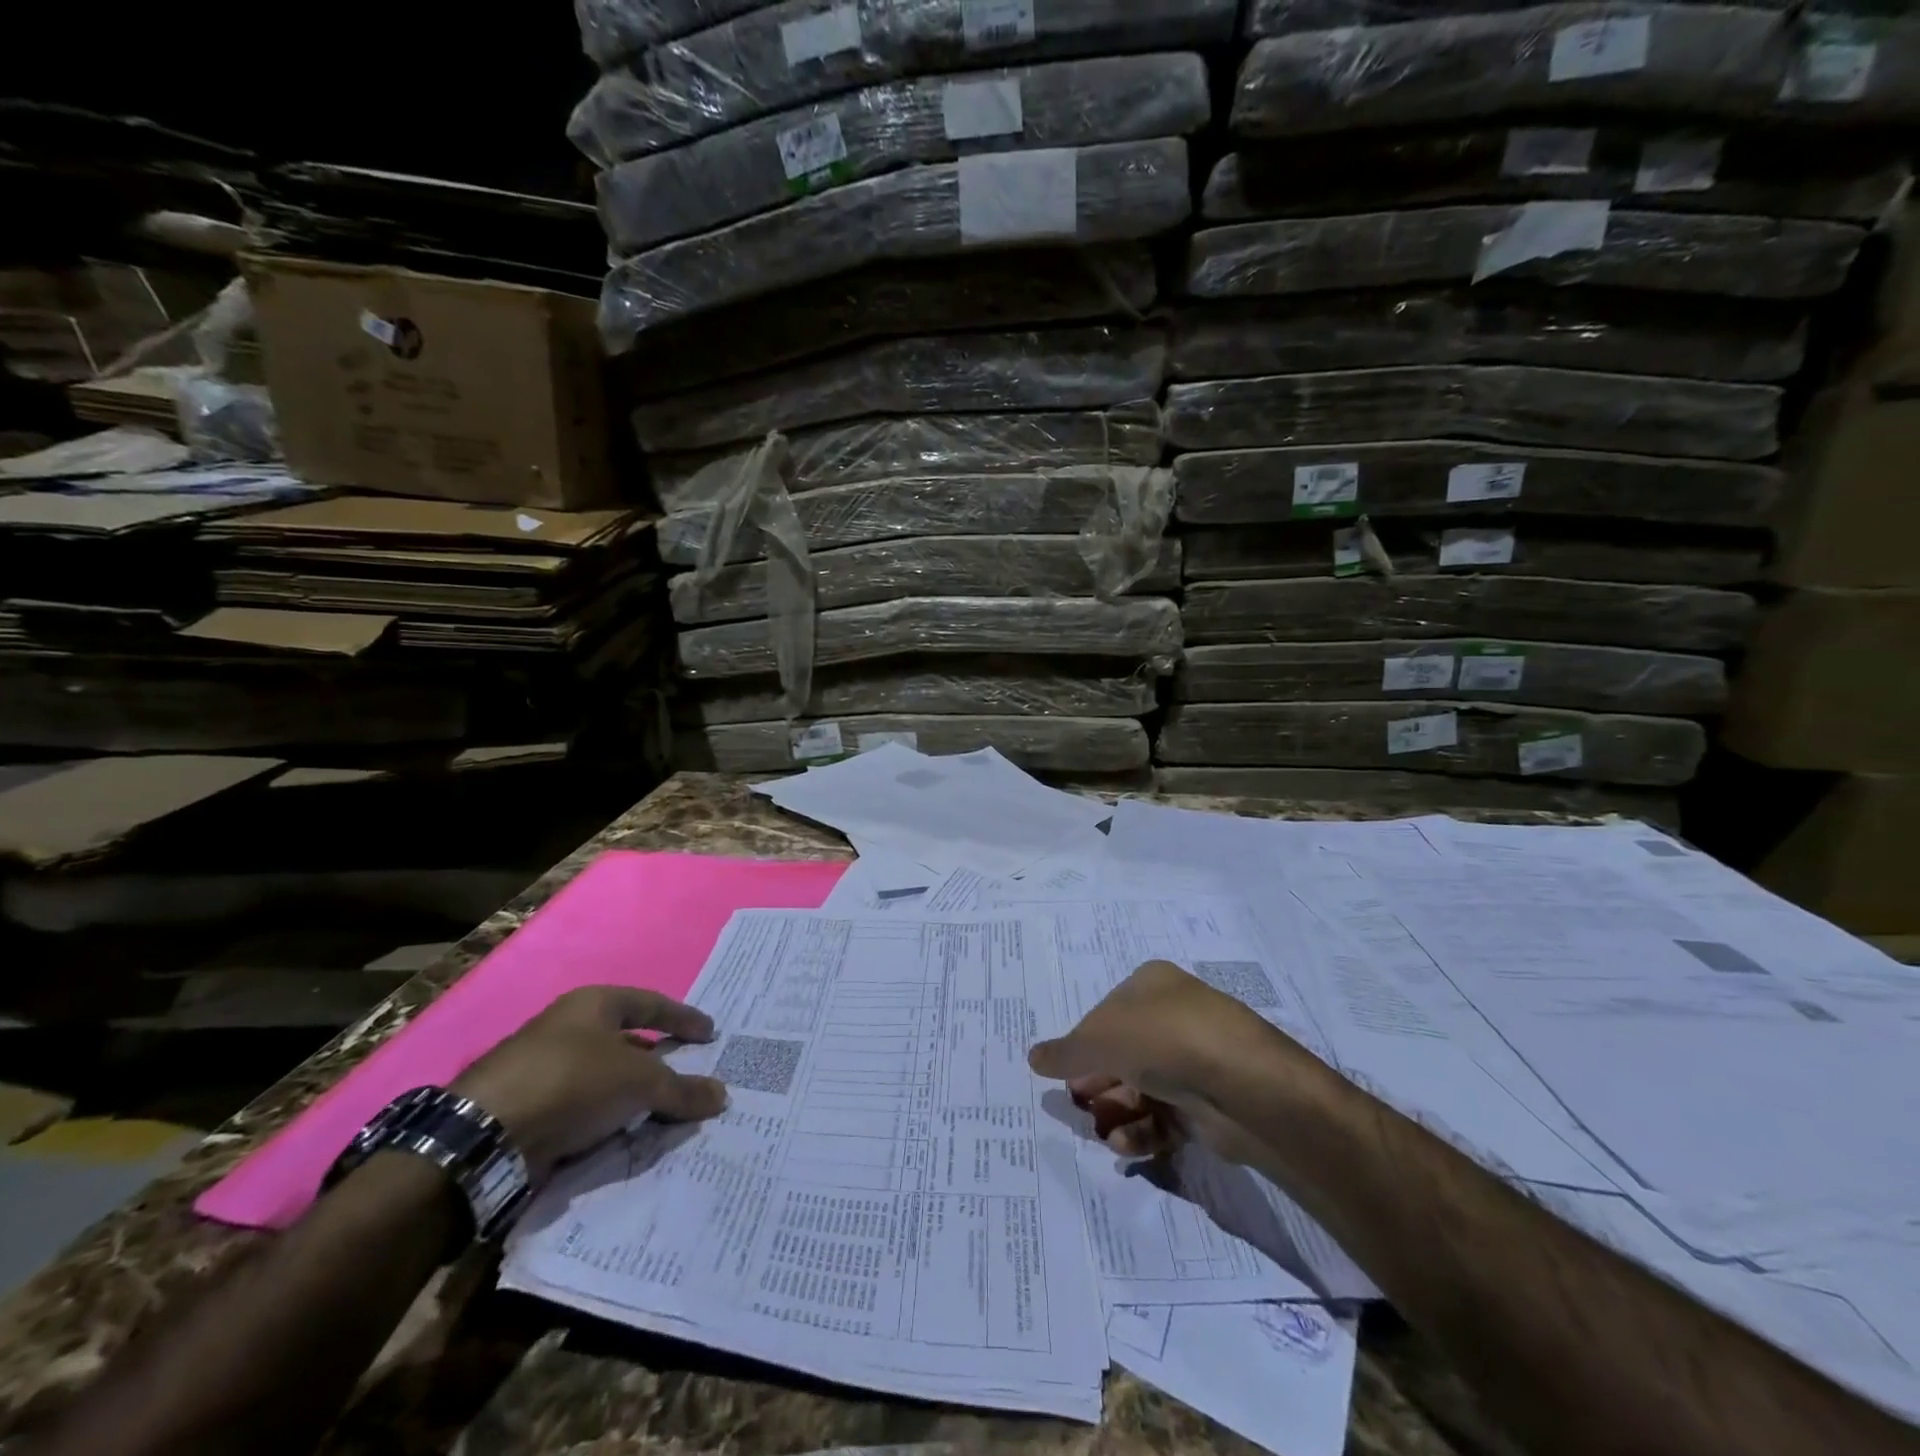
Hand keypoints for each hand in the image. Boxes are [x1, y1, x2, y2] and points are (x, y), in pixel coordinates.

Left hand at [452, 986, 727, 1178]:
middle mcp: (568, 1028)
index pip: (651, 1004)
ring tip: (662, 1113)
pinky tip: (624, 1136)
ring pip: (603, 1078)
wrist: (485, 1135)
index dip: (684, 1018)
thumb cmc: (572, 1082)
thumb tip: (722, 1094)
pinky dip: (606, 1119)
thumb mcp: (640, 1082)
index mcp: (594, 1004)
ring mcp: (543, 1068)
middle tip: (688, 1075)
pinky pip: (583, 1109)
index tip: (710, 1034)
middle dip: (658, 1059)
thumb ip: (682, 1089)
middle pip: (626, 1041)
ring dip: (631, 1094)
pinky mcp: (528, 1108)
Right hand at [1028, 959, 1297, 1162]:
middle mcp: (1174, 1016)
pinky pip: (1165, 1115)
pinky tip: (1126, 1143)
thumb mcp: (1100, 1039)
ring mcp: (1194, 1059)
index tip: (1065, 1073)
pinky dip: (1142, 1129)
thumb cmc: (1164, 1040)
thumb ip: (1065, 1052)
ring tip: (1103, 1132)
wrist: (1244, 1085)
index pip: (1105, 1014)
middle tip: (1079, 1106)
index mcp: (1151, 984)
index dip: (1082, 1044)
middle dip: (1097, 1083)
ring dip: (1117, 1110)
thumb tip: (1033, 1058)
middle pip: (1122, 1053)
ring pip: (1142, 1087)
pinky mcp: (1209, 1102)